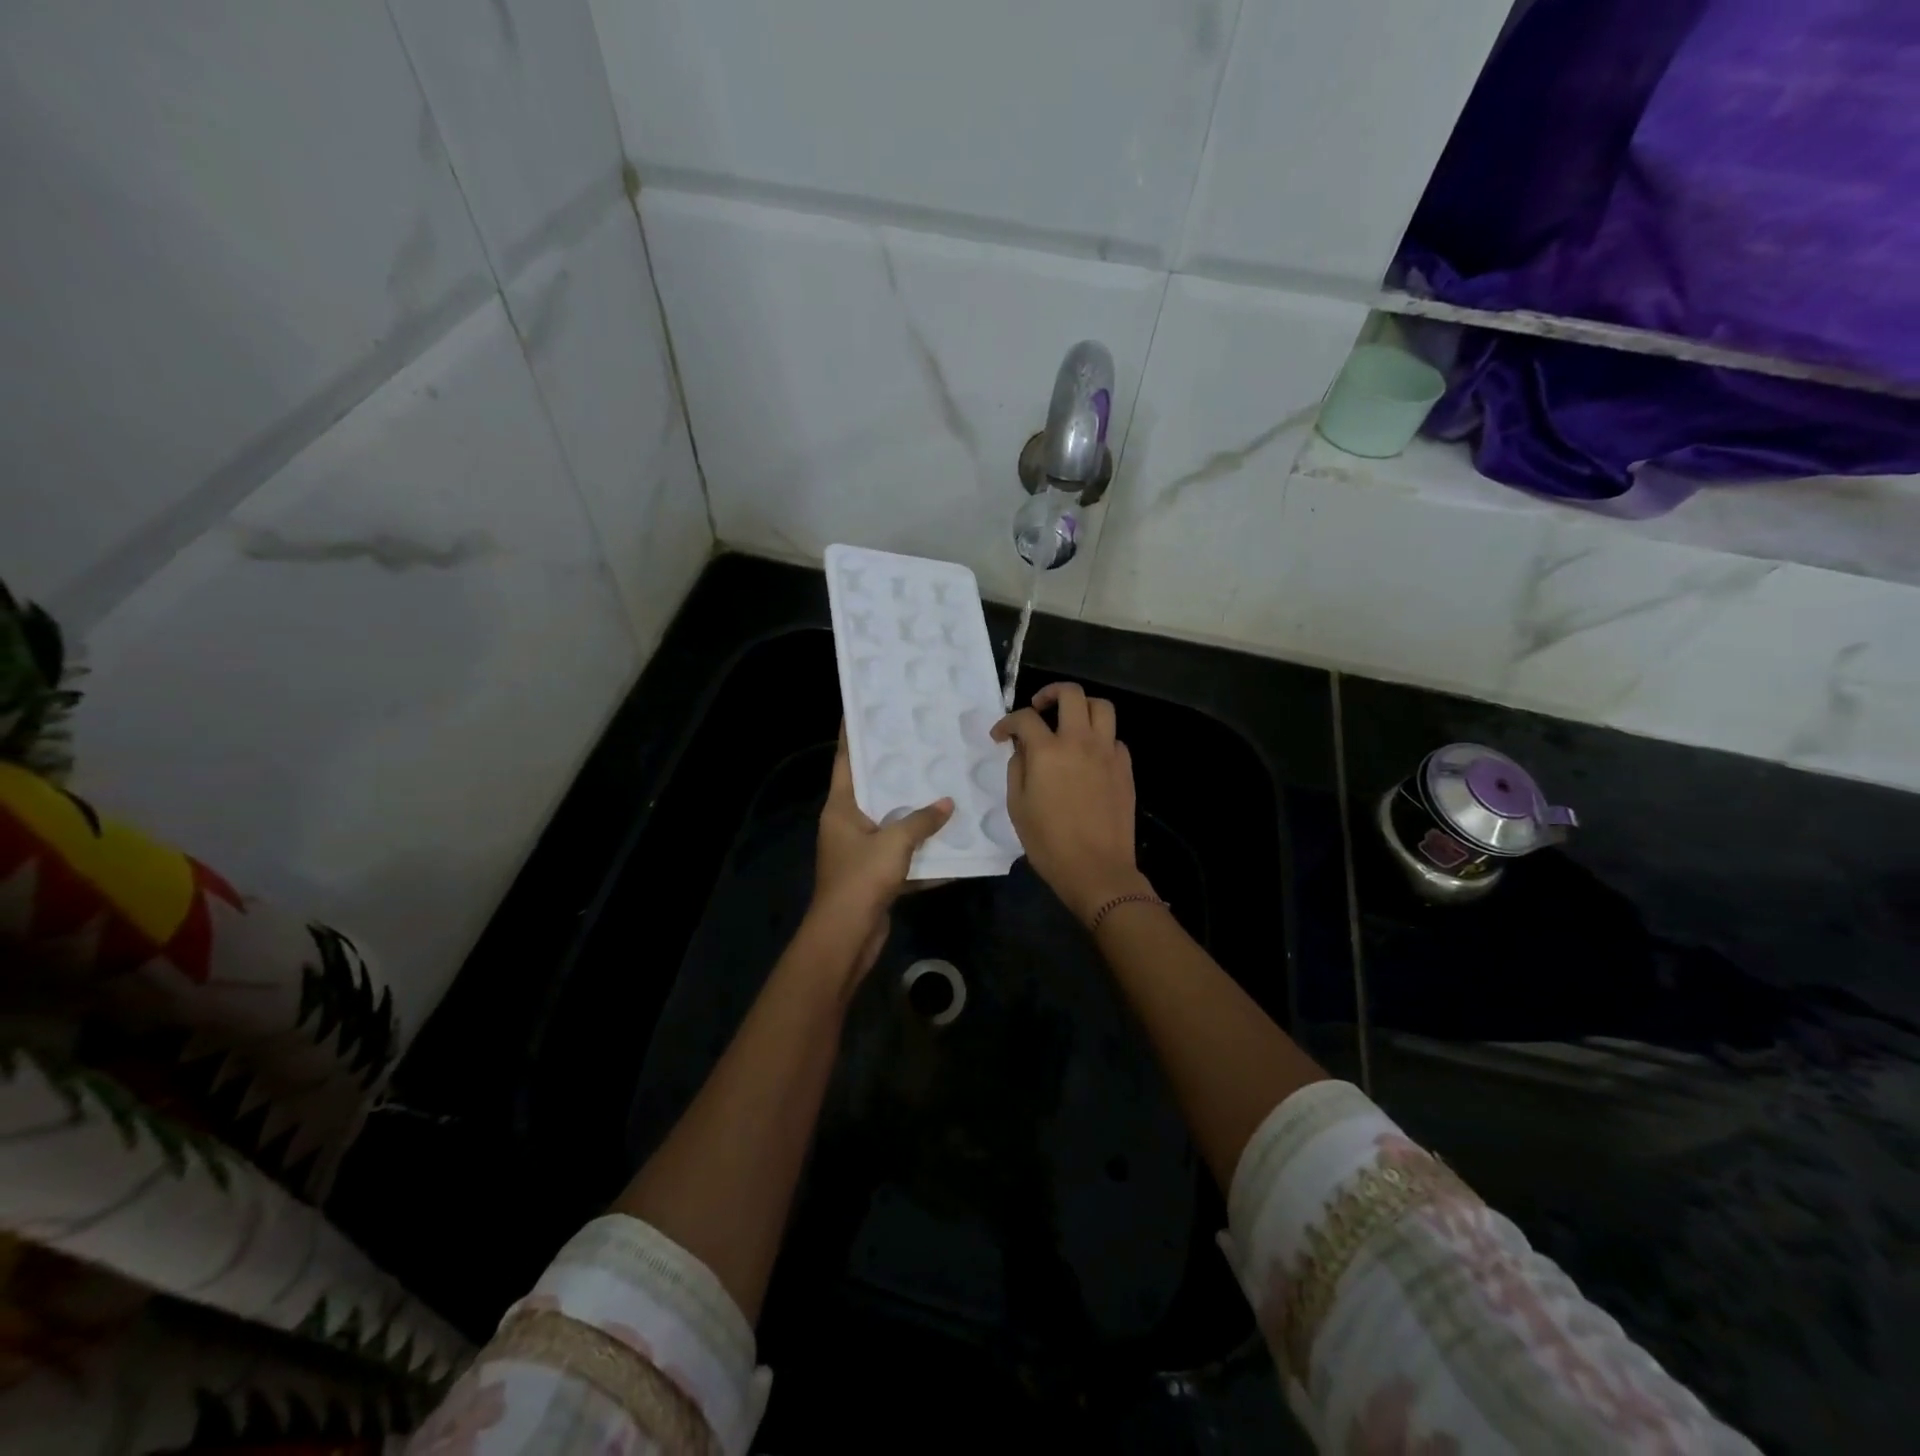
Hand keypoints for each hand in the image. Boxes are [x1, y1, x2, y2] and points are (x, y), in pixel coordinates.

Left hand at [811, 723, 953, 975]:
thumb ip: (922, 820)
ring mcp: (860, 851)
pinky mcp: (875, 876)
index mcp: (840, 808)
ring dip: (915, 814)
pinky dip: (922, 852)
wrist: (847, 936)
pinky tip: (951, 843)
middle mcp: (847, 824)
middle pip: (873, 790)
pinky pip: (902, 855)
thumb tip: (947, 803)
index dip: (853, 735)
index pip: (846, 760)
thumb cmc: (861, 878)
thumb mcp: (894, 842)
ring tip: (944, 787)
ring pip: (891, 823)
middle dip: (896, 772)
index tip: (864, 710)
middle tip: (923, 745)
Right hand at [992, 682, 1151, 925]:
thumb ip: (1017, 769)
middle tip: (1039, 708)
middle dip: (1050, 693)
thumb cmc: (1048, 843)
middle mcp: (1080, 742)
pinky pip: (1115, 738)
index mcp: (1048, 752)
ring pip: (1102, 707)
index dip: (1007, 722)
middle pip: (1071, 694)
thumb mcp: (1017, 807)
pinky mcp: (1125, 767)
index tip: (1001, 735)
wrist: (1096, 869)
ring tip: (1070, 722)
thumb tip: (1022, 749)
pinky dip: (1100, 738)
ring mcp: (1107, 752)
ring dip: (1082, 707)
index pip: (1025, 718)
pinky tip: (1089, 756)